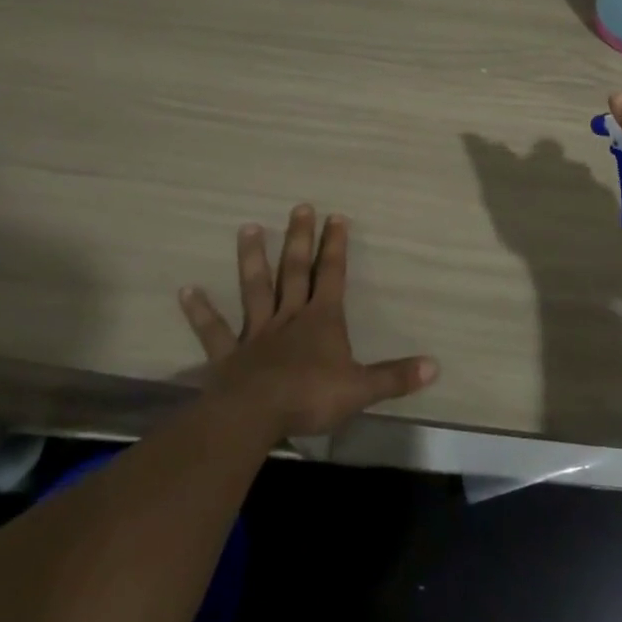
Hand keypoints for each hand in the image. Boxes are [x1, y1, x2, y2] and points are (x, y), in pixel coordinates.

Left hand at [179, 204, 437, 442]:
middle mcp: (290, 317)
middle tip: (300, 206)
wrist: (255, 416)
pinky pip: (214, 330)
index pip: (333, 275)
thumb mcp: (361, 389)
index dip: (336, 246)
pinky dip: (200, 311)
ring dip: (253, 259)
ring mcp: (257, 333)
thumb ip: (395, 377)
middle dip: (300, 238)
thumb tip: (435, 366)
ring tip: (248, 228)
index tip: (336, 216)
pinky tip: (186, 290)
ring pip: (256, 288)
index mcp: (322, 320)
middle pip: (296, 271)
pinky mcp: (229, 355)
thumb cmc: (311, 397)